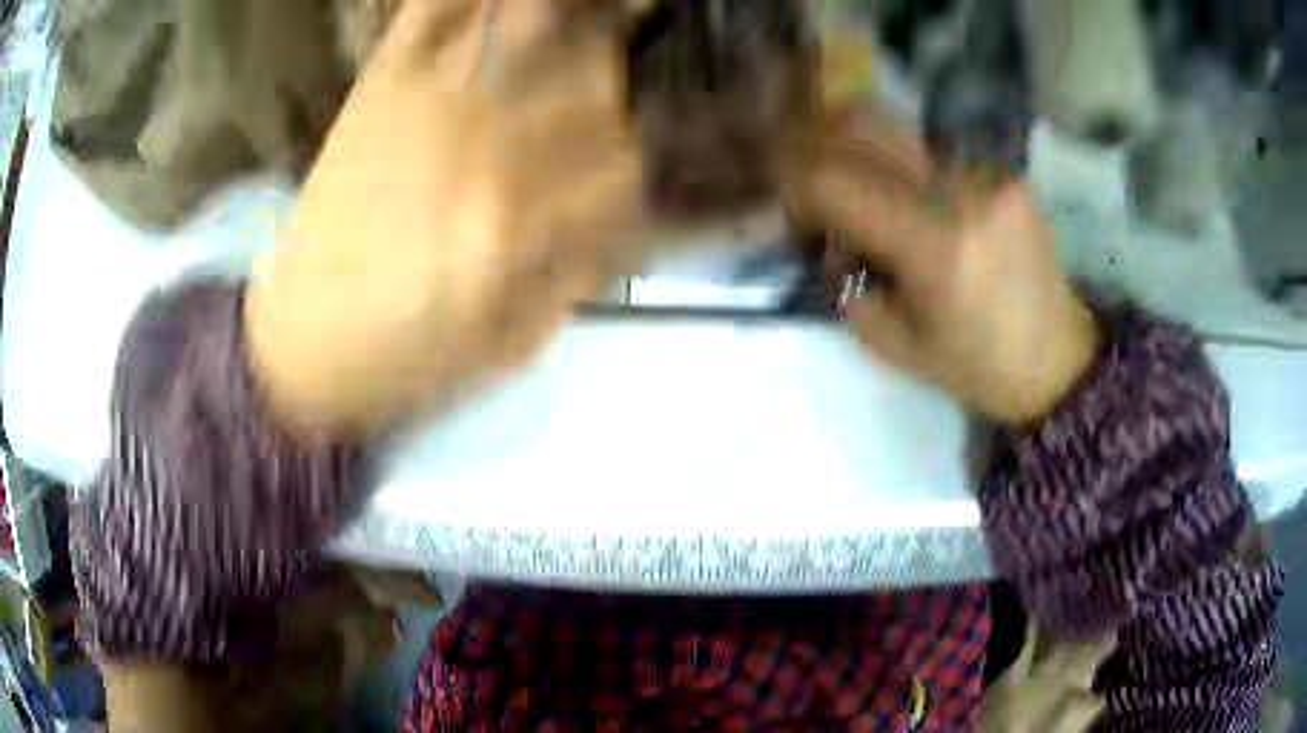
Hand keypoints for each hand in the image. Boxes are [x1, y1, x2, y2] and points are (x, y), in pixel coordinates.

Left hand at [245, 0, 644, 439]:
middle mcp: (482, 143)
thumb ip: (582, 270)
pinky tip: (511, 3)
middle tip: (613, 95)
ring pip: (533, 23)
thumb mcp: (514, 342)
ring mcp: (426, 101)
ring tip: (591, 23)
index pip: (628, 159)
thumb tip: (630, 213)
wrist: (300, 347)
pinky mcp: (379, 86)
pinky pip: (433, 11)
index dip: (655, 157)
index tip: (655, 159)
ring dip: (573, 19)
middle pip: (595, 77)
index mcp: (518, 223)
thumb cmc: (407, 361)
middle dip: (619, 85)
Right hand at [785, 112, 1097, 423]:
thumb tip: (827, 232)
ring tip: (865, 192)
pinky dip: (905, 166)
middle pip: (862, 124)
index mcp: (936, 245)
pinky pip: (933, 149)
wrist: (1054, 358)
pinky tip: (914, 200)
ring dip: (862, 152)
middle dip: (817, 144)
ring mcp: (989, 171)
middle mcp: (963, 190)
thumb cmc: (975, 364)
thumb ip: (845, 280)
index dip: (796, 186)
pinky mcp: (1006, 169)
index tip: (795, 212)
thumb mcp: (892, 343)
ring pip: (896, 128)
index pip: (835, 180)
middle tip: (811, 180)